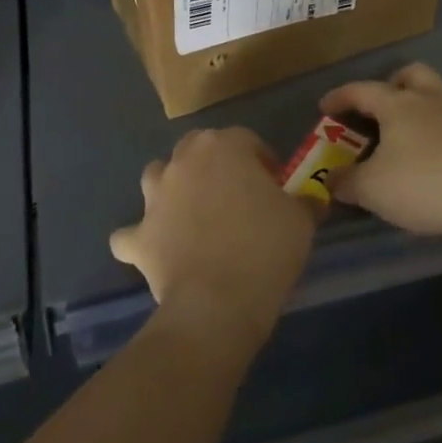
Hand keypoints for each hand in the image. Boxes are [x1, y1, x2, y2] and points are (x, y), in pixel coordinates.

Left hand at [110, 128, 317, 357]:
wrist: (218, 303)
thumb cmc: (265, 249)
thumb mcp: (301, 220)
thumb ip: (303, 201)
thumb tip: (310, 200)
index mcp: (223, 147)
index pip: (246, 139)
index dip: (262, 160)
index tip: (276, 186)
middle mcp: (183, 162)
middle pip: (197, 148)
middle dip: (214, 165)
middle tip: (236, 196)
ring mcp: (154, 198)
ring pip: (157, 177)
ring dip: (171, 188)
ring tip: (192, 213)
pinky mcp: (138, 236)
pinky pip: (131, 233)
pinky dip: (140, 239)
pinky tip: (154, 250)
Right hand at [320, 62, 441, 238]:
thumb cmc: (424, 183)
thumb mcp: (372, 190)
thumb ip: (347, 182)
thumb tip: (332, 179)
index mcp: (397, 105)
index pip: (361, 90)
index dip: (340, 96)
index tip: (325, 107)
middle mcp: (432, 101)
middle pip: (413, 74)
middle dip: (396, 82)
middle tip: (384, 104)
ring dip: (432, 102)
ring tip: (421, 125)